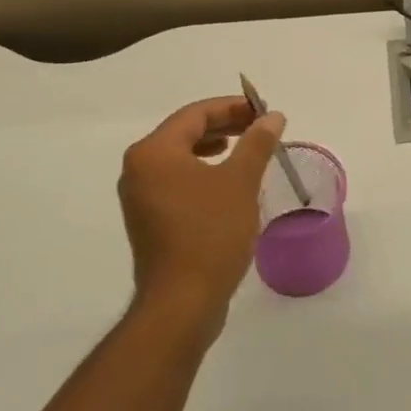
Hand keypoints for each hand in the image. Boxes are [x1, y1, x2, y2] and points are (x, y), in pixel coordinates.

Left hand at [118, 96, 285, 336]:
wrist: (182, 303)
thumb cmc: (210, 233)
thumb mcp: (240, 181)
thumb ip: (256, 143)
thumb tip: (272, 116)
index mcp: (154, 152)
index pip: (195, 114)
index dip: (232, 107)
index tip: (264, 111)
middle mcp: (138, 169)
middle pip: (185, 132)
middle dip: (224, 126)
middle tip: (259, 128)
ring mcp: (140, 197)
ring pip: (180, 157)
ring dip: (214, 148)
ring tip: (246, 150)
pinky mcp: (149, 220)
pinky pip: (177, 181)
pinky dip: (202, 172)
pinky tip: (227, 183)